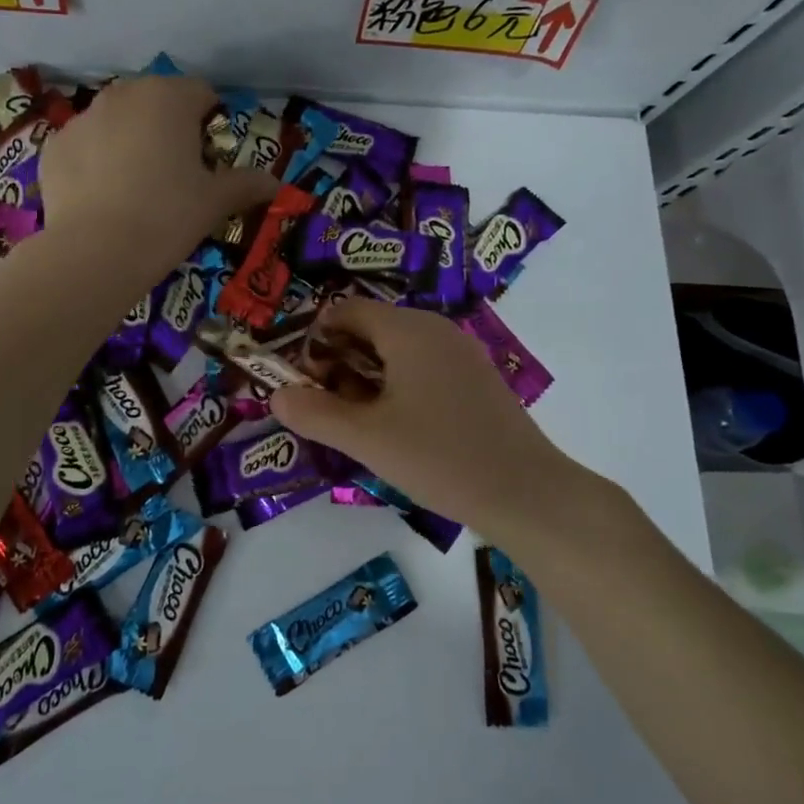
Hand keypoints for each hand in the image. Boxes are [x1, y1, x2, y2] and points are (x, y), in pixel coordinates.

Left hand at [39, 76, 275, 279]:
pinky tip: (102, 198)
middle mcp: (123, 95)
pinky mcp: (54, 146)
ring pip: (117, 121)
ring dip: (131, 141)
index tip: (211, 160)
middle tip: (175, 174)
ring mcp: (82, 118)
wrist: (96, 253)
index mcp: (168, 97)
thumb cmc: (167, 217)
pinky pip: (85, 146)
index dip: (211, 124)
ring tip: (136, 188)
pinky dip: (96, 162)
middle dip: (169, 129)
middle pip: (156, 102)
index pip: (201, 93)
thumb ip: (246, 184)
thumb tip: (275, 183)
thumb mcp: (215, 202)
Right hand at [271, 299, 576, 534]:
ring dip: (366, 377)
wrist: (526, 494)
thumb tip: (277, 395)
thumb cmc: (439, 458)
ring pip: (397, 349)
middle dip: (339, 361)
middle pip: (371, 327)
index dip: (316, 340)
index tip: (307, 382)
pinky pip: (423, 367)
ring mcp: (461, 353)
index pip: (345, 310)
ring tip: (359, 423)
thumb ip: (314, 413)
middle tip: (328, 407)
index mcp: (408, 329)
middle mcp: (435, 329)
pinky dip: (397, 386)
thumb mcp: (366, 438)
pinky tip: (398, 429)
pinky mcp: (476, 379)